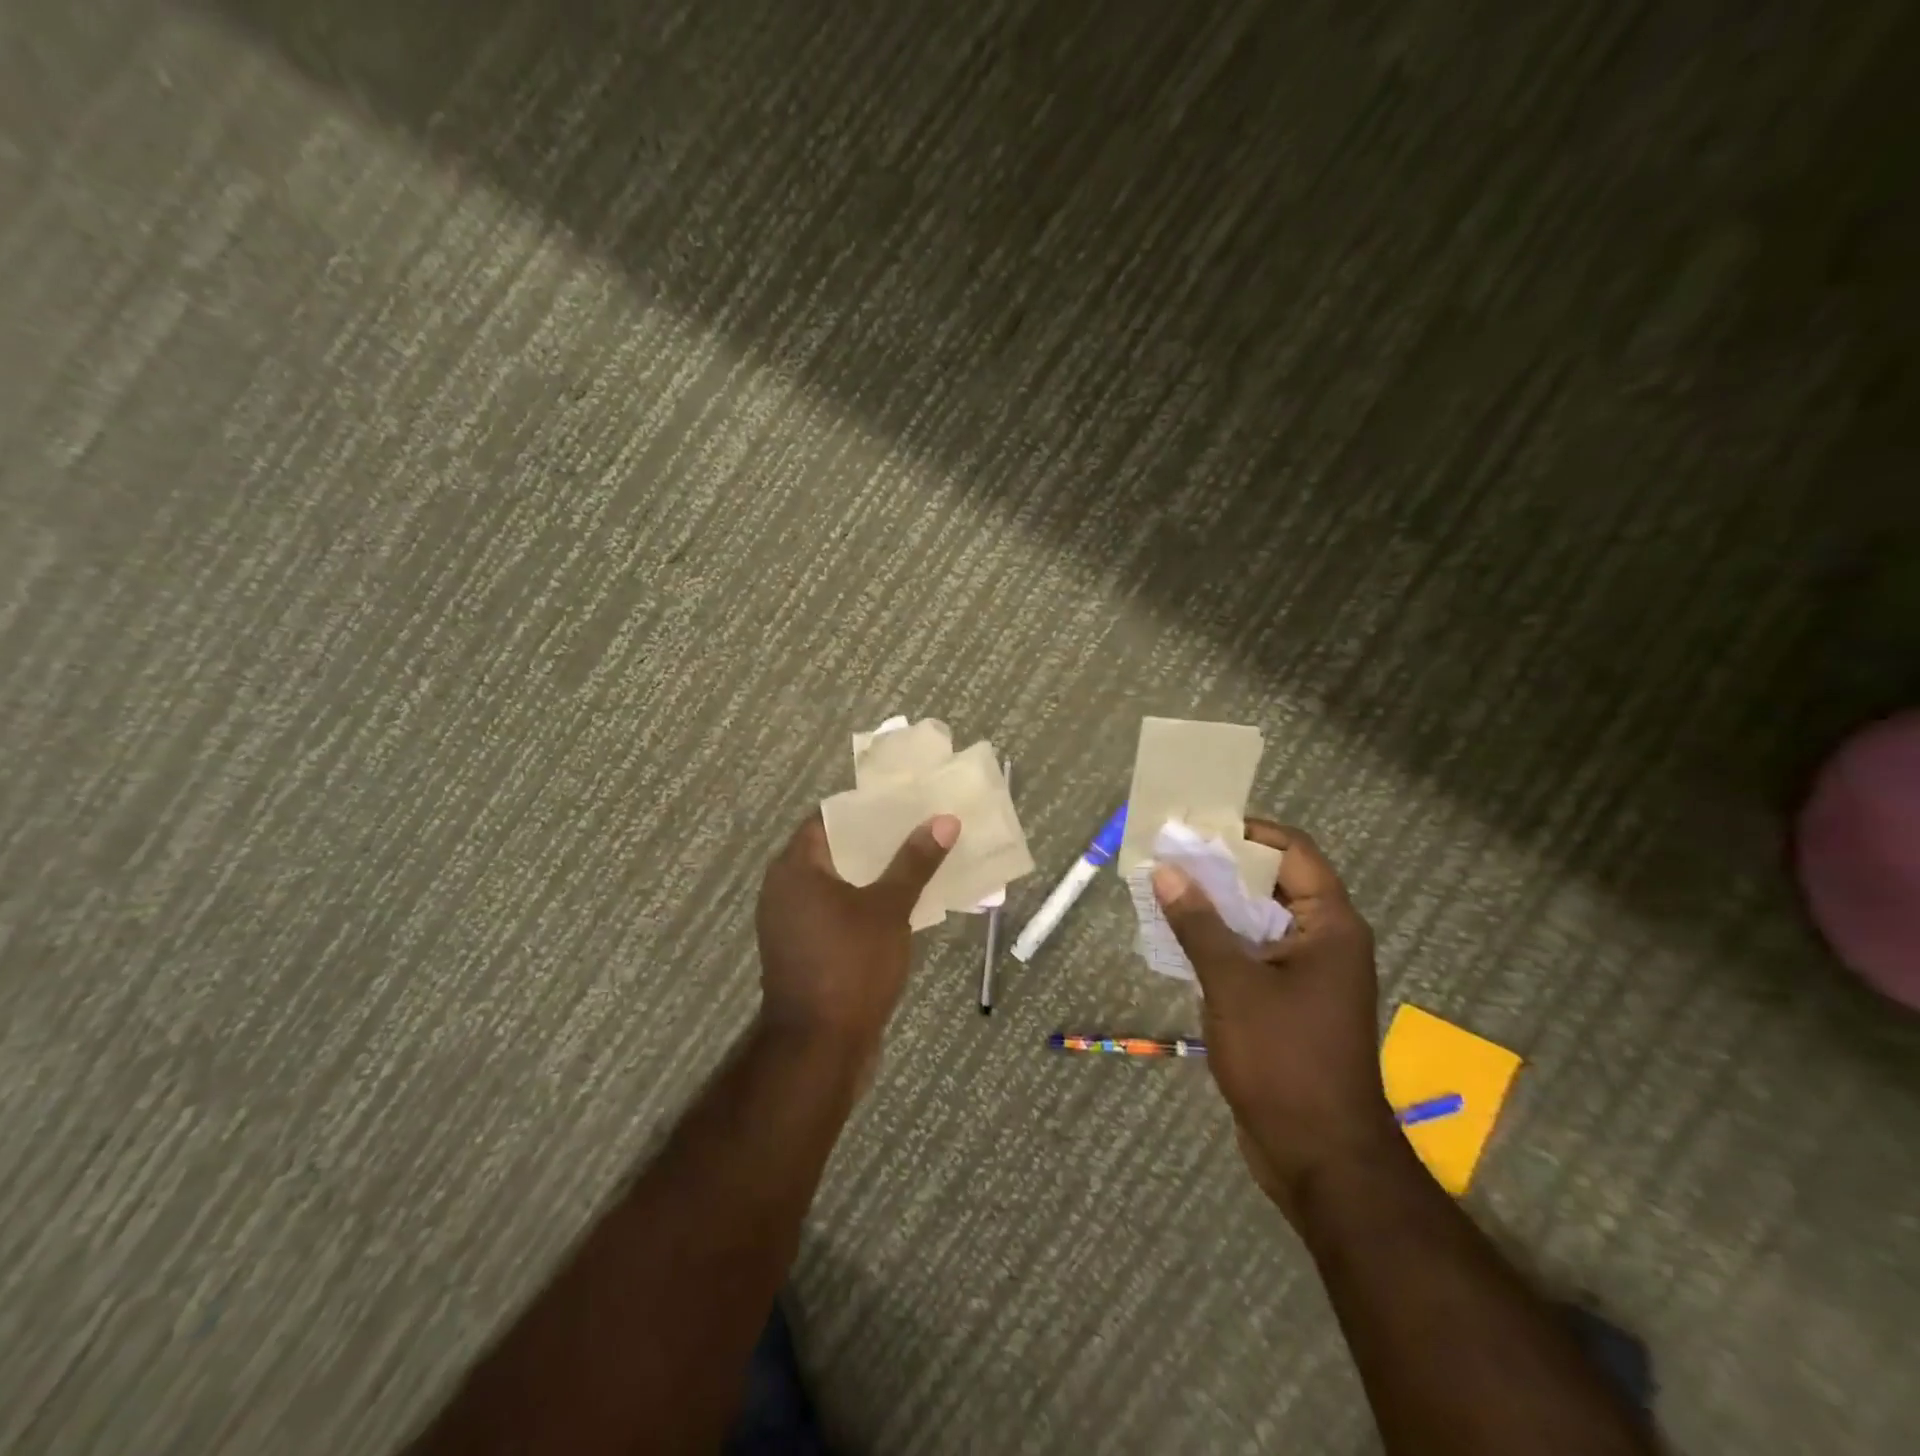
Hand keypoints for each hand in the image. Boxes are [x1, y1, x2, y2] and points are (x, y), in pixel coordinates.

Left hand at [754, 810, 958, 1065]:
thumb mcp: (889, 908)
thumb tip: (943, 820)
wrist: (819, 1048)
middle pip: (834, 851)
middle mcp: (784, 888)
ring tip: (917, 863)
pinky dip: (862, 904)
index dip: (867, 810)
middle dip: (877, 843)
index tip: (904, 804)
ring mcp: (790, 922)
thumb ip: (914, 862)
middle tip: (919, 830)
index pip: (829, 819)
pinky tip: (899, 906)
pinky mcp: (802, 950)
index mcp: (795, 868)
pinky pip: (834, 912)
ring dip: (873, 875)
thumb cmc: (851, 965)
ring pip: (836, 884)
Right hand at [1151, 820, 1396, 1219]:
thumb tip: (1168, 873)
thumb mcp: (1234, 984)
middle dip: (1221, 869)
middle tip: (1170, 857)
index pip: (1293, 852)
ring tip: (1165, 891)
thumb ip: (1199, 925)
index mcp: (1330, 925)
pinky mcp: (1289, 1002)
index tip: (1198, 827)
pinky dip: (1219, 941)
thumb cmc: (1285, 1060)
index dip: (1247, 832)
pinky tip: (1178, 940)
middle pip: (1273, 882)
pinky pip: (1252, 953)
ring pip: (1258, 920)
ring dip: (1215, 906)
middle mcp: (1325, 940)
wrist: (1320, 1156)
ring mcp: (1308, 974)